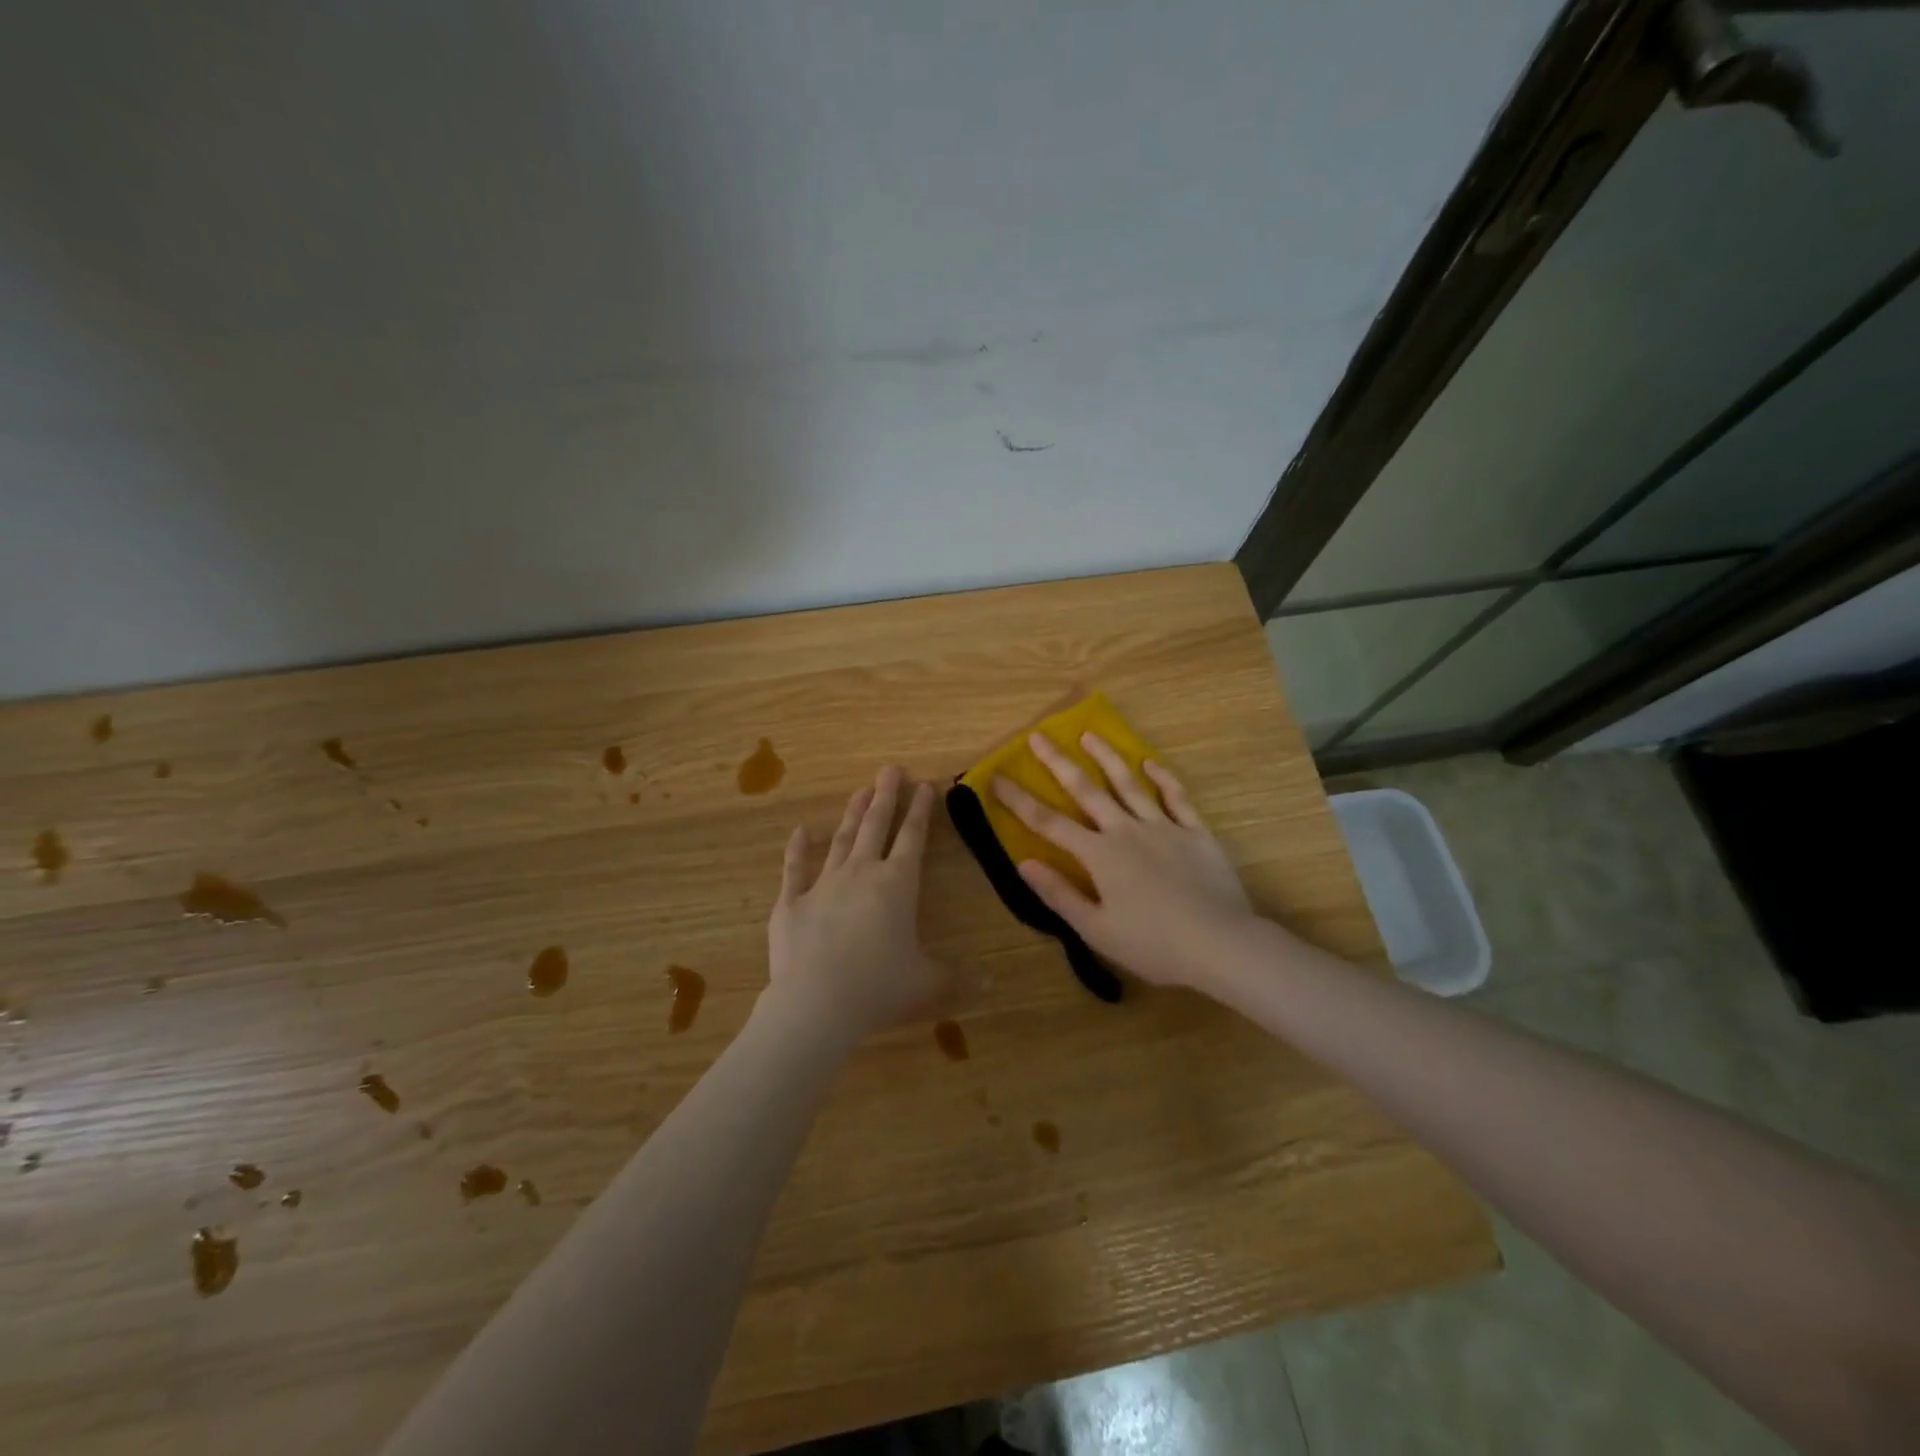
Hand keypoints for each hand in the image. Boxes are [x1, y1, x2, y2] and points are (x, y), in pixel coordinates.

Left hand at [766, 766, 950, 1043]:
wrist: (816, 1003)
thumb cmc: (879, 988)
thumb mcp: (927, 983)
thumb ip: (958, 978)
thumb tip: (992, 983)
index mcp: (897, 886)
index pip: (913, 839)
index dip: (921, 811)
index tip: (924, 785)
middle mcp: (861, 874)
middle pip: (876, 826)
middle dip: (886, 796)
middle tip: (890, 769)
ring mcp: (823, 885)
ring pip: (841, 840)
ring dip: (852, 814)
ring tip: (860, 791)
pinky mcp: (791, 902)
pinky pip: (794, 869)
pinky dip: (797, 849)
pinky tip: (800, 831)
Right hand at [991, 733, 1256, 989]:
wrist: (1221, 944)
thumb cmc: (1153, 945)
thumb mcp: (1096, 930)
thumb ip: (1059, 894)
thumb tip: (1024, 863)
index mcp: (1099, 855)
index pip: (1049, 823)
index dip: (1019, 800)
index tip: (996, 778)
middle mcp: (1126, 831)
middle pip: (1085, 790)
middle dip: (1058, 763)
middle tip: (1038, 737)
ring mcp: (1163, 827)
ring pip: (1129, 784)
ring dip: (1107, 757)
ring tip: (1089, 735)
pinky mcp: (1196, 832)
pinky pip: (1176, 797)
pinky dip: (1162, 778)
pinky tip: (1150, 763)